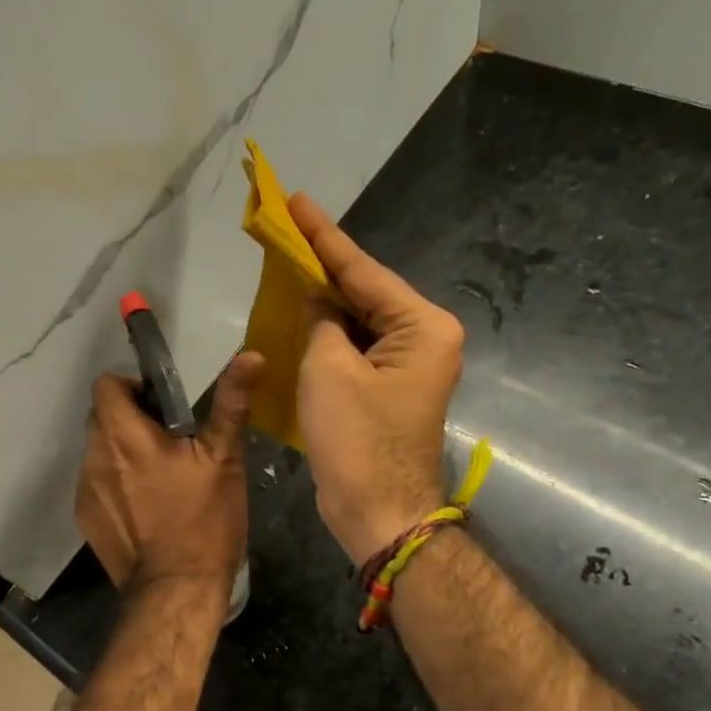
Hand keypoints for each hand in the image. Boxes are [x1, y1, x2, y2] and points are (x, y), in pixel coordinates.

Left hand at [75, 352, 265, 595]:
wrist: (175, 589)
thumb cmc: (204, 521)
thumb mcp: (223, 459)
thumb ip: (231, 404)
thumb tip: (250, 355)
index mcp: (125, 435)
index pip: (106, 385)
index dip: (130, 387)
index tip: (159, 406)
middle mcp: (95, 456)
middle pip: (100, 417)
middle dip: (128, 419)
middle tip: (166, 441)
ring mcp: (85, 489)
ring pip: (97, 451)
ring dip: (120, 452)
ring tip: (156, 477)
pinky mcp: (85, 517)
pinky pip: (95, 483)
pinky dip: (114, 483)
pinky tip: (143, 507)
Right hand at [289, 192, 464, 565]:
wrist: (378, 510)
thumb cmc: (356, 439)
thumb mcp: (329, 369)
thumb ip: (322, 322)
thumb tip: (320, 304)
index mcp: (422, 327)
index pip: (364, 270)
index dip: (324, 236)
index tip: (297, 200)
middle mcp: (423, 339)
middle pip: (365, 291)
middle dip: (324, 264)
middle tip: (286, 228)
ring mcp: (407, 365)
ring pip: (358, 319)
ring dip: (323, 299)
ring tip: (288, 262)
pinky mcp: (388, 387)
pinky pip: (355, 347)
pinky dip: (327, 333)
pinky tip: (300, 313)